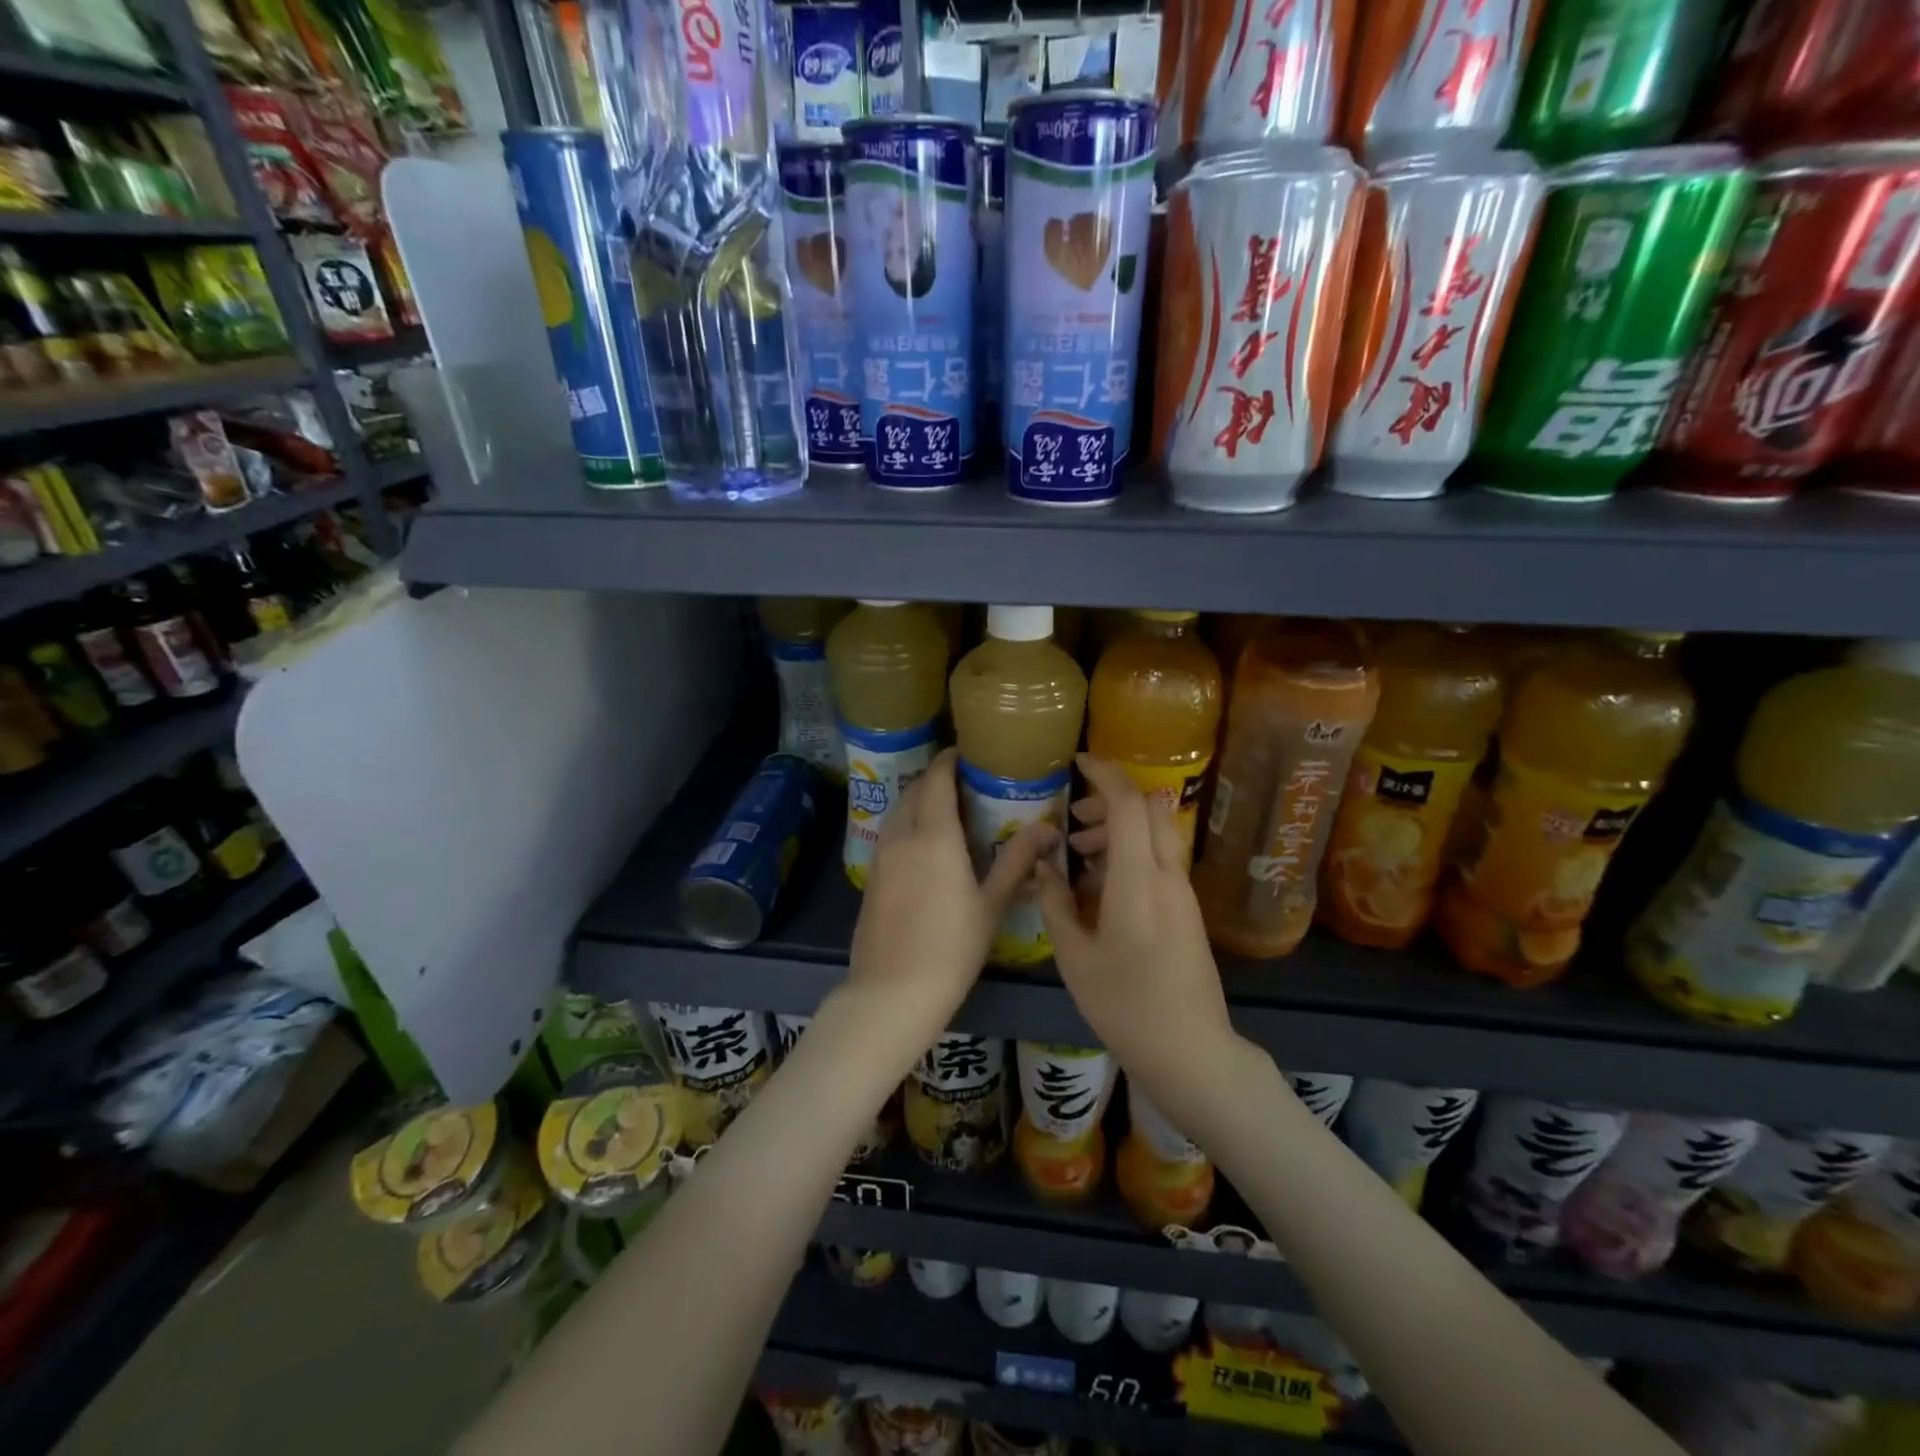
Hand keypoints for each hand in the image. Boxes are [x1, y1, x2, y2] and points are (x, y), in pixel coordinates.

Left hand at [847, 748, 1057, 1039]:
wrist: (892, 992)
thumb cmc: (952, 948)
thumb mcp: (991, 904)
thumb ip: (1017, 861)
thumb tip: (1049, 829)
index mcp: (934, 836)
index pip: (936, 781)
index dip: (948, 762)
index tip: (964, 753)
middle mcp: (902, 836)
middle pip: (913, 791)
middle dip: (933, 779)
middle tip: (961, 782)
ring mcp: (881, 857)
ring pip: (897, 812)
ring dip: (916, 800)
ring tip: (943, 809)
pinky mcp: (871, 878)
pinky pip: (889, 834)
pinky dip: (905, 824)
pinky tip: (922, 844)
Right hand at [1034, 755, 1239, 1121]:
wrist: (1190, 1050)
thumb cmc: (1124, 1004)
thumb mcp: (1074, 955)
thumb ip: (1054, 902)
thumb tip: (1042, 866)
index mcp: (1138, 879)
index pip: (1129, 804)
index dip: (1105, 774)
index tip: (1078, 762)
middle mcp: (1167, 875)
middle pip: (1149, 810)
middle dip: (1110, 800)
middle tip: (1073, 817)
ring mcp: (1182, 892)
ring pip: (1155, 835)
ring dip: (1119, 830)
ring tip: (1079, 854)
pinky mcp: (1187, 910)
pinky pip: (1158, 862)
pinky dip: (1130, 855)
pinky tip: (1099, 888)